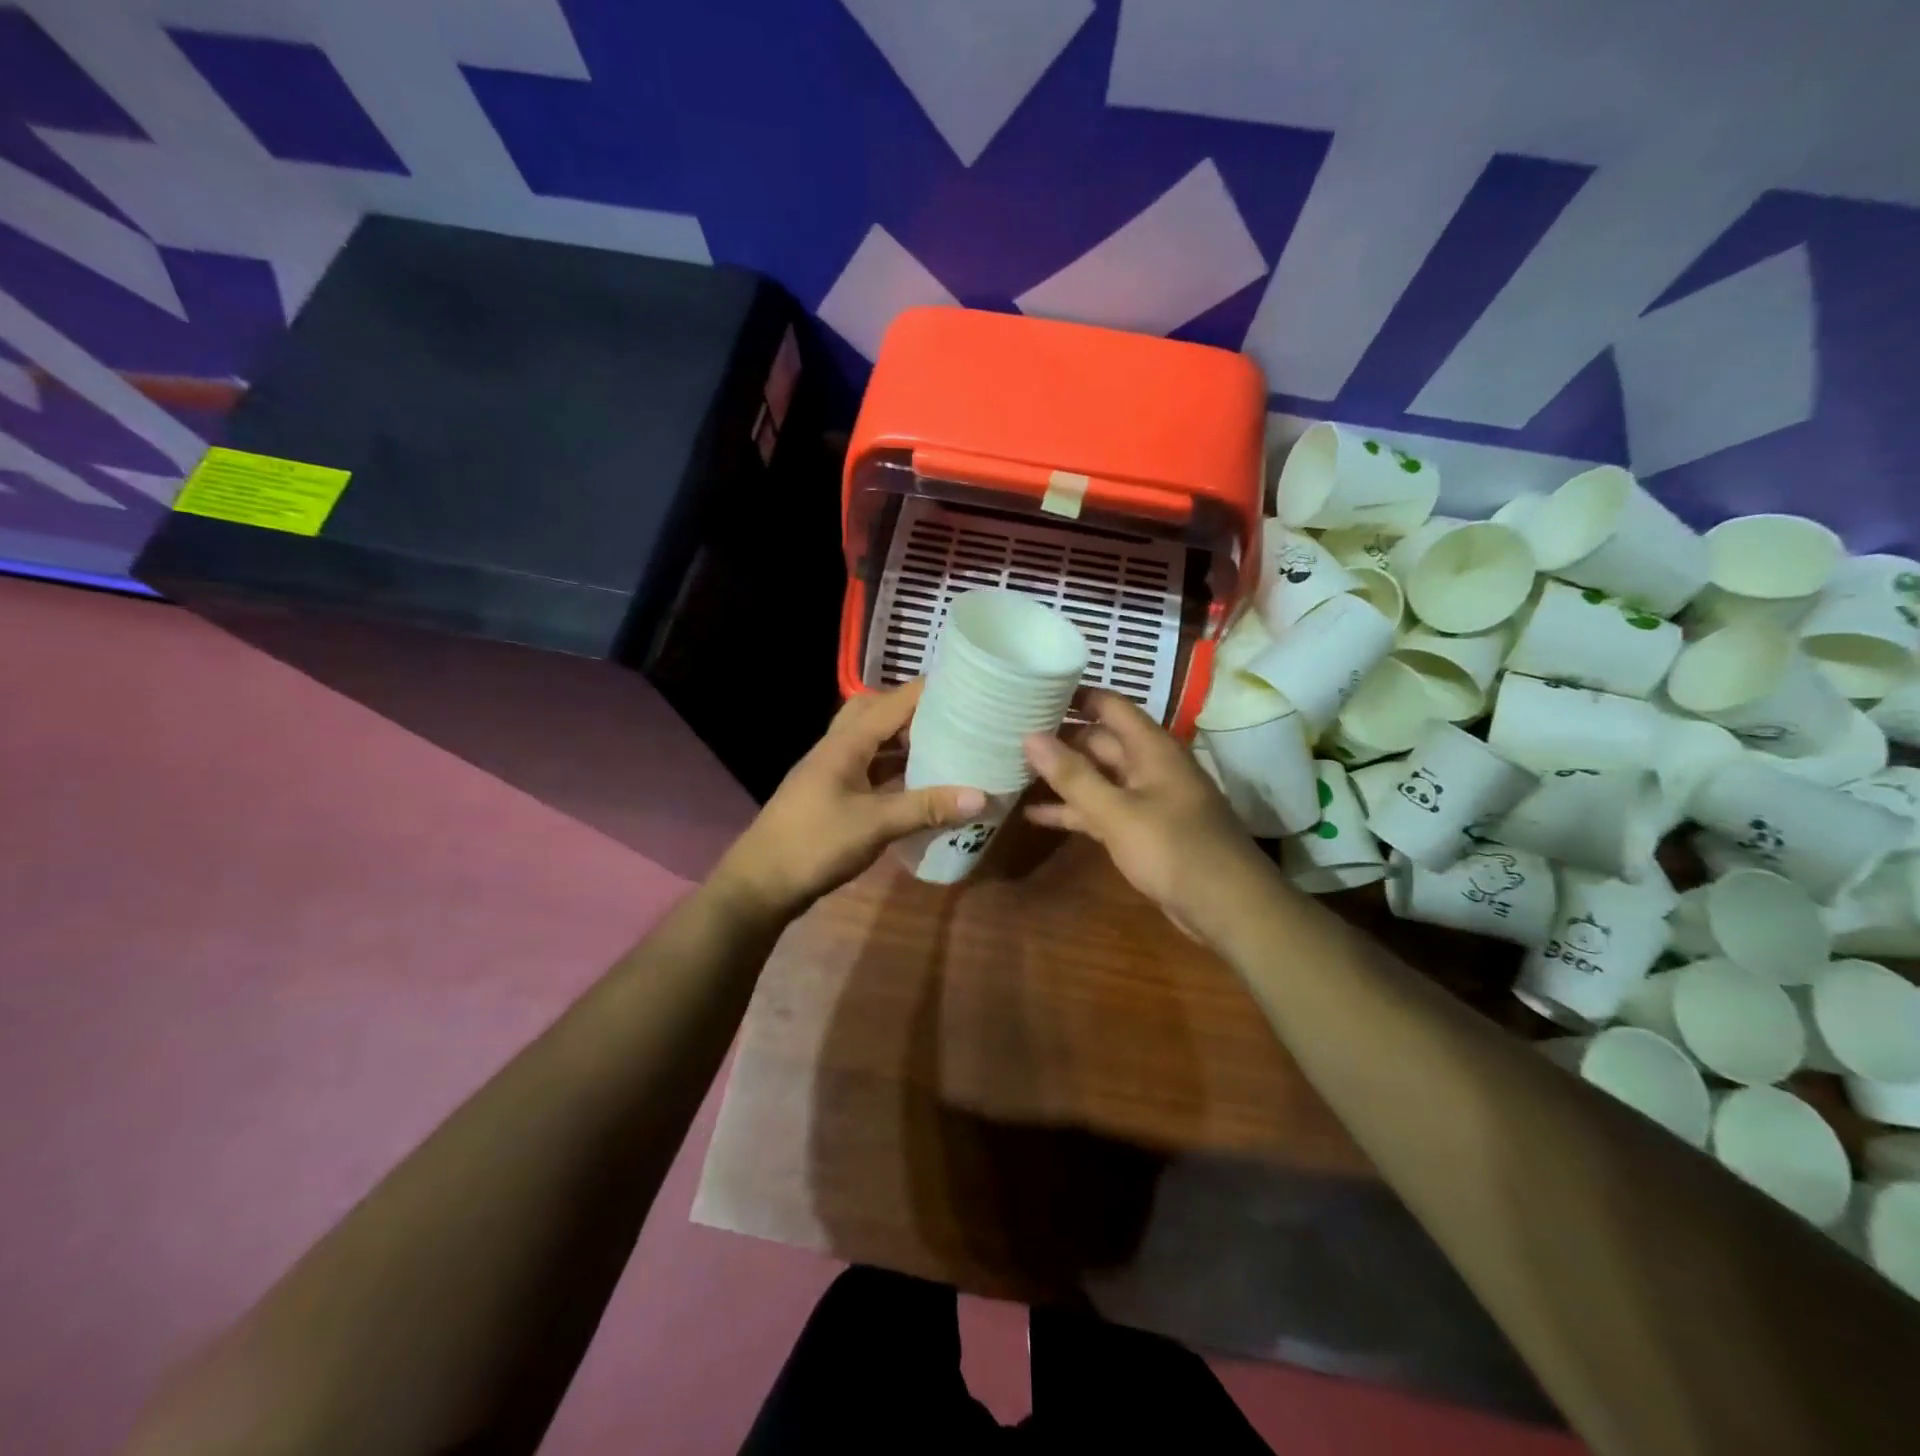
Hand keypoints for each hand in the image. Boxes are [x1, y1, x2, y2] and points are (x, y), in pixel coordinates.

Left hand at [714, 680, 986, 917]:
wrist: (760, 883)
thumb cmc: (814, 844)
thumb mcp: (875, 825)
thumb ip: (926, 808)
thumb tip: (983, 797)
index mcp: (846, 742)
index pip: (895, 701)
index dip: (931, 691)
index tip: (972, 689)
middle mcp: (838, 747)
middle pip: (879, 711)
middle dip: (917, 711)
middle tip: (957, 720)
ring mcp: (833, 770)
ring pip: (874, 740)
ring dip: (905, 740)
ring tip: (947, 746)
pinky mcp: (833, 793)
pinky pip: (870, 767)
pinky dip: (895, 768)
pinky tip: (918, 783)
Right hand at [1024, 691, 1270, 933]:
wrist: (1228, 906)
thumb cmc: (1174, 849)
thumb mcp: (1117, 812)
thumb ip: (1073, 775)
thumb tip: (1030, 737)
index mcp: (1152, 748)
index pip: (1110, 705)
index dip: (1075, 696)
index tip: (1034, 692)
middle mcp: (1150, 766)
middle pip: (1100, 741)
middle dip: (1061, 738)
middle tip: (1012, 735)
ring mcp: (1148, 799)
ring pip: (1099, 777)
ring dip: (1064, 777)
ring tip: (1015, 770)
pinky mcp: (1144, 831)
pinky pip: (1103, 810)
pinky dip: (1075, 811)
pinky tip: (1036, 815)